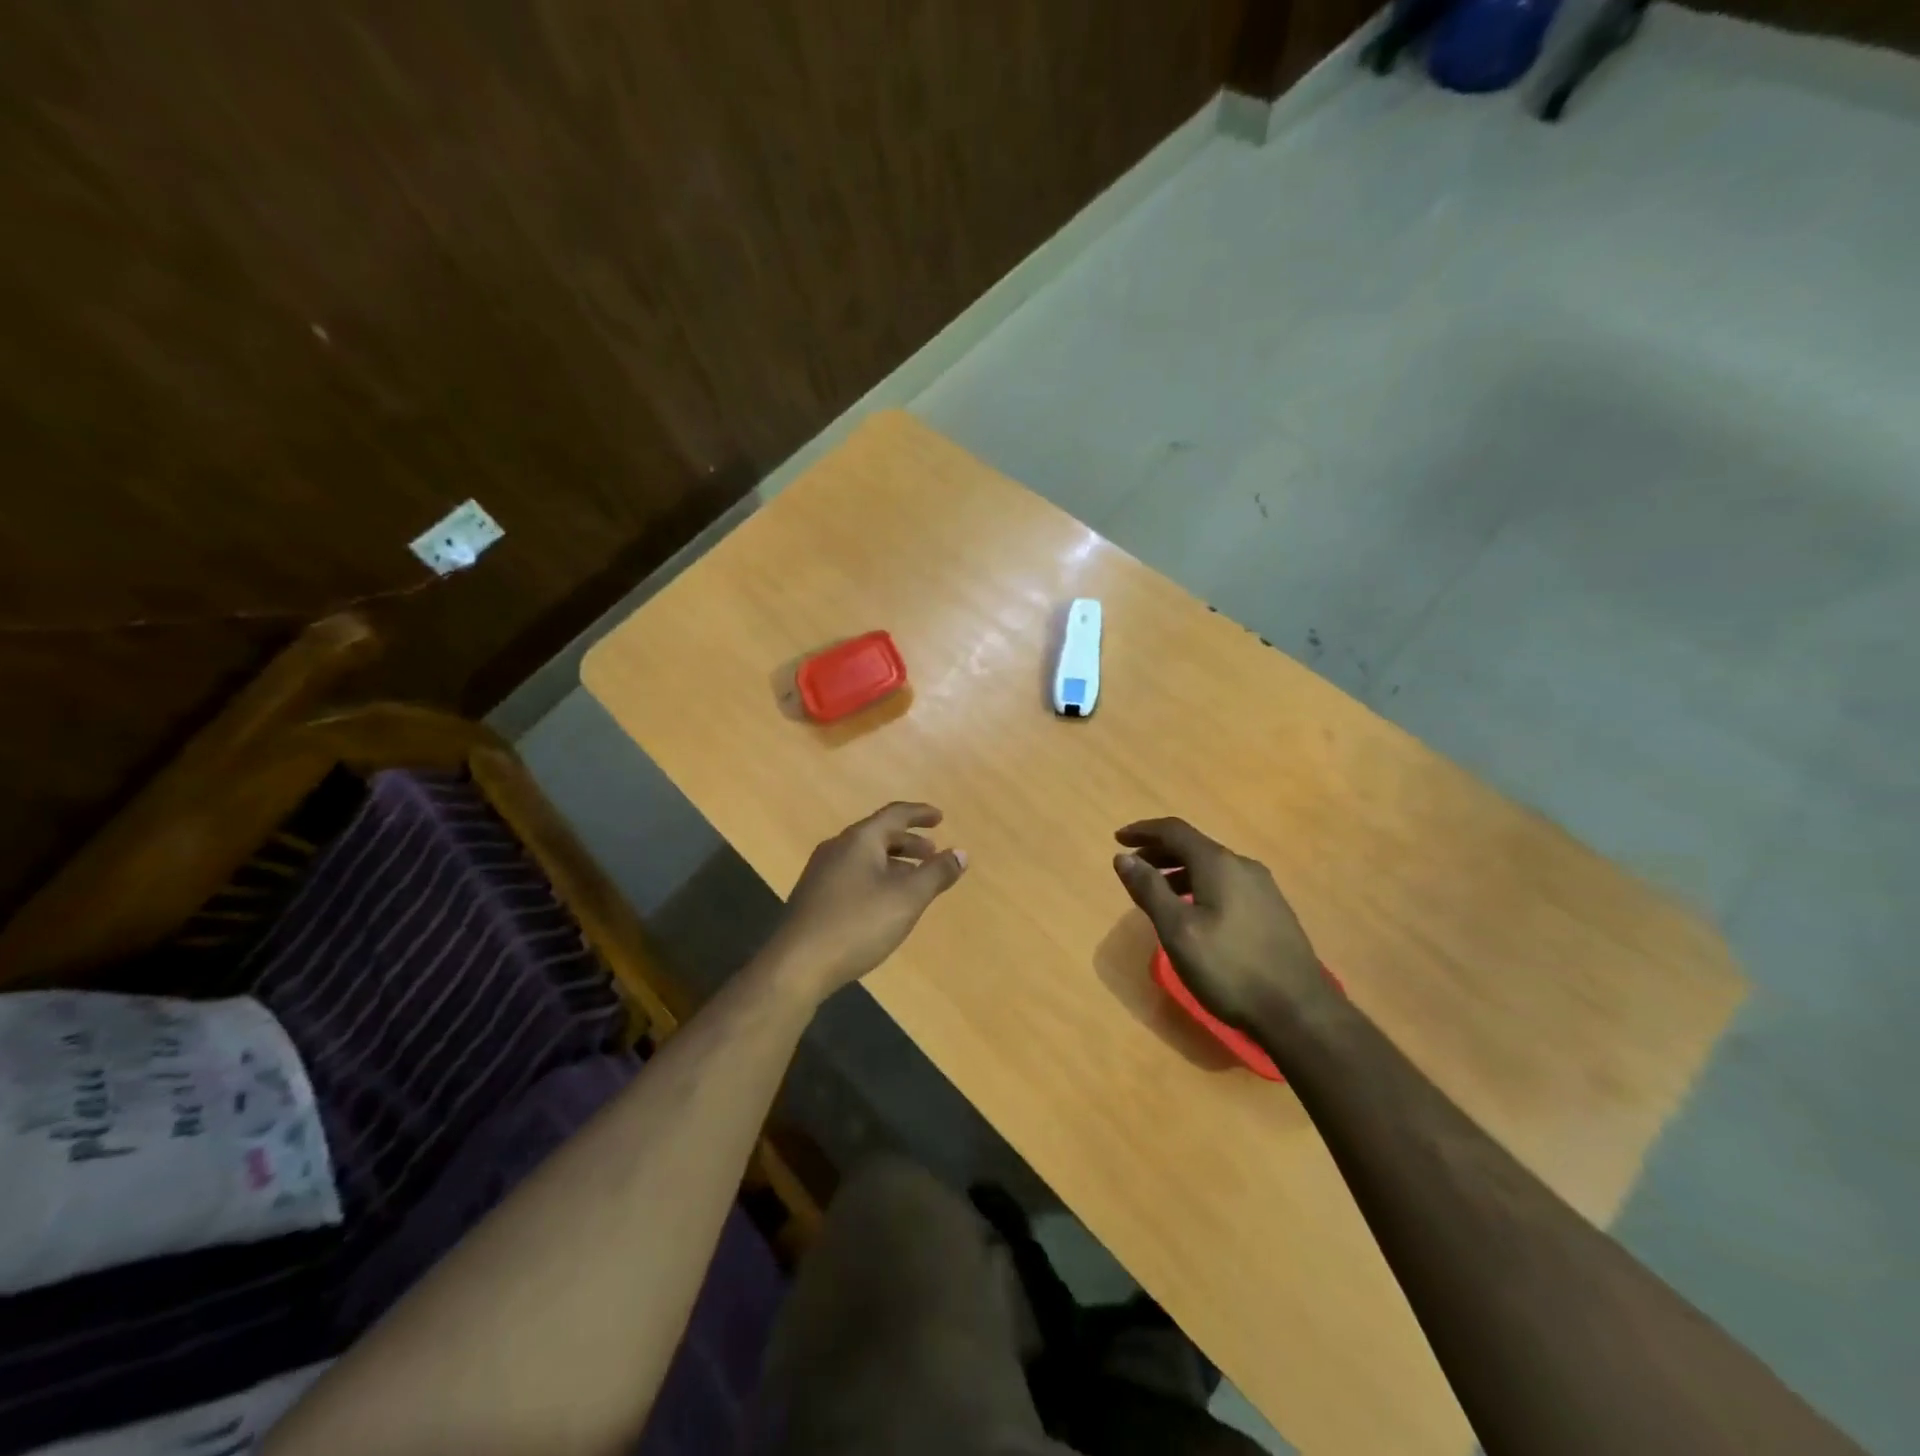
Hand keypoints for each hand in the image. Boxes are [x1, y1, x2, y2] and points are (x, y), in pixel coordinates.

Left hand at [765, 802, 968, 1003]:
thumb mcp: (907, 899)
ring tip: (914, 880)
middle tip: (932, 853)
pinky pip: (852, 875)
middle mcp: (837, 848)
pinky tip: (884, 903)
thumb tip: (961, 853)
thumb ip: (936, 874)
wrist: (797, 965)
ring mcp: (821, 873)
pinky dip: (876, 877)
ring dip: (893, 862)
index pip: (894, 814)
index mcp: (859, 840)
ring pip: (865, 857)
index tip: (940, 818)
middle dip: (908, 842)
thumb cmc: (857, 924)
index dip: (920, 814)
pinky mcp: (814, 897)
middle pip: (878, 835)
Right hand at [1112, 817, 1328, 1033]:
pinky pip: (1227, 884)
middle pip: (1194, 846)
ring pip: (1212, 867)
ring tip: (1157, 891)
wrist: (1300, 1012)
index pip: (1174, 831)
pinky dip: (1200, 886)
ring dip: (1179, 871)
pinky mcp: (1273, 911)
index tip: (1117, 839)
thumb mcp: (1177, 930)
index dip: (1143, 831)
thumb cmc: (1229, 968)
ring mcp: (1263, 889)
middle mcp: (1243, 866)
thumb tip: (1123, 857)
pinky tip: (1193, 912)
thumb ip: (1149, 890)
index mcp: (1219, 864)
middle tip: (1133, 866)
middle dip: (1159, 851)